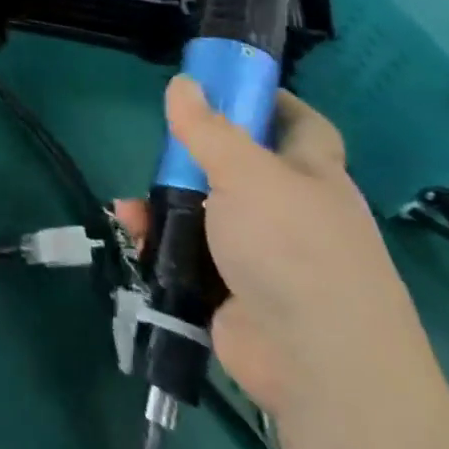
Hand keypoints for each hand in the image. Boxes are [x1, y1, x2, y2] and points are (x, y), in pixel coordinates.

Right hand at [118, 78, 438, 425]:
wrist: (317, 365)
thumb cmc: (293, 250)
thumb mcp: (246, 174)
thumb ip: (208, 128)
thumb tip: (184, 82)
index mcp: (312, 177)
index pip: (301, 126)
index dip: (268, 101)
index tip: (224, 85)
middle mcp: (291, 212)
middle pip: (238, 168)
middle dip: (194, 157)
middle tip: (160, 148)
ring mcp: (262, 254)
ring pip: (205, 212)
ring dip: (165, 202)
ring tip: (132, 205)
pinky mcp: (231, 290)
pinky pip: (188, 253)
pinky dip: (159, 240)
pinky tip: (133, 232)